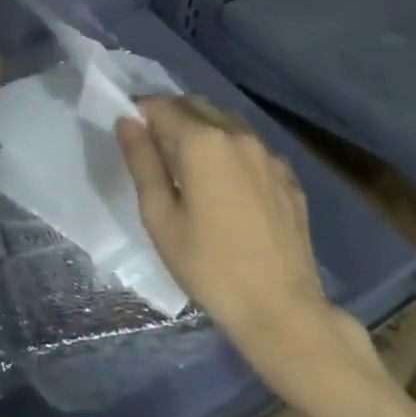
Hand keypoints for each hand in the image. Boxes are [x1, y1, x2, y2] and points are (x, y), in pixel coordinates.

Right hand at [117, 96, 369, 400]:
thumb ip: (142, 162)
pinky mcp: (288, 176)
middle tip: (156, 149)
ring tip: (191, 164)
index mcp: (202, 142)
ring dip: (203, 128)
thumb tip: (127, 121)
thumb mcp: (160, 217)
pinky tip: (227, 183)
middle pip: (196, 105)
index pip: (162, 106)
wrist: (282, 311)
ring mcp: (269, 154)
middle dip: (172, 116)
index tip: (133, 134)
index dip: (141, 113)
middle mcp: (237, 135)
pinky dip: (231, 149)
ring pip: (226, 121)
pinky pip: (251, 145)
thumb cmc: (209, 266)